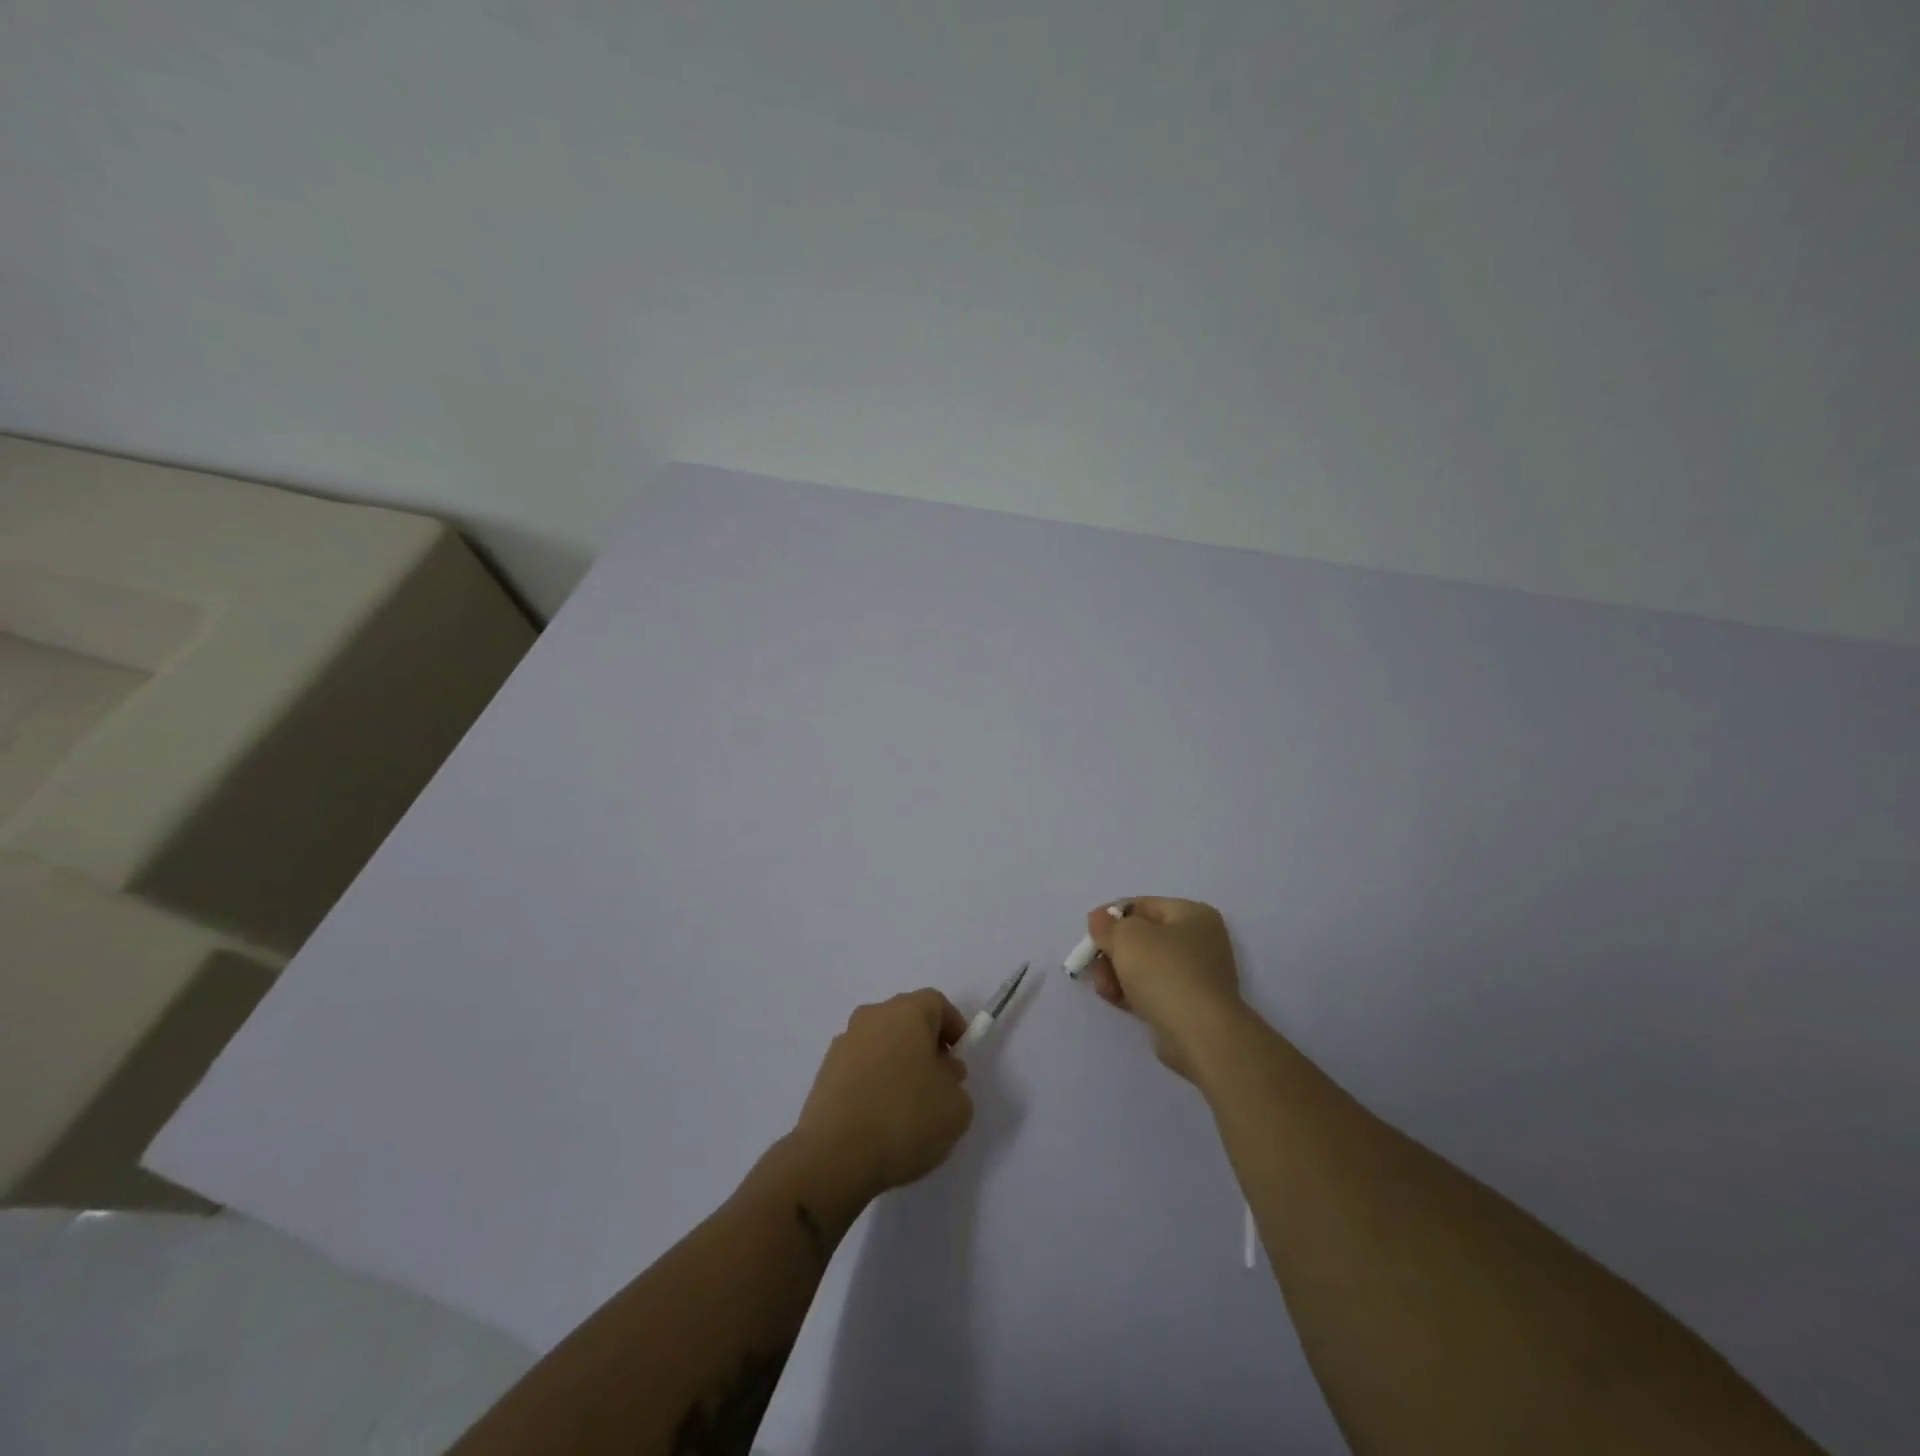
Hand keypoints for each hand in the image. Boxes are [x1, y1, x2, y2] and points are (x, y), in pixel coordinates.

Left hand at [793, 990, 974, 1206]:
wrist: (835, 1155)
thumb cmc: (905, 1119)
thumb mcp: (956, 1108)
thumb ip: (955, 1084)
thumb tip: (940, 1074)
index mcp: (907, 1012)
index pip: (936, 1003)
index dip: (952, 1026)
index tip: (959, 1057)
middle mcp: (873, 1016)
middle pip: (906, 1019)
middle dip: (924, 1045)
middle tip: (937, 1081)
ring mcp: (844, 1042)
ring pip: (880, 1043)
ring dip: (896, 1062)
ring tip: (906, 1105)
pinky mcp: (824, 1071)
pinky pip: (859, 1066)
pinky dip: (872, 1081)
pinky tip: (879, 1117)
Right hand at [1085, 897, 1245, 1079]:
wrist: (1201, 1034)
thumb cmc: (1165, 972)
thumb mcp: (1127, 937)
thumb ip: (1107, 925)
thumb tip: (1100, 920)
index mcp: (1193, 914)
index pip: (1144, 905)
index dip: (1112, 915)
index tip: (1090, 932)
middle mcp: (1200, 941)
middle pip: (1143, 937)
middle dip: (1113, 950)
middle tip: (1094, 964)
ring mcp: (1197, 976)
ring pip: (1145, 966)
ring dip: (1118, 973)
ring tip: (1105, 989)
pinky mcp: (1190, 1006)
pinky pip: (1153, 990)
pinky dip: (1132, 992)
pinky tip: (1115, 1000)